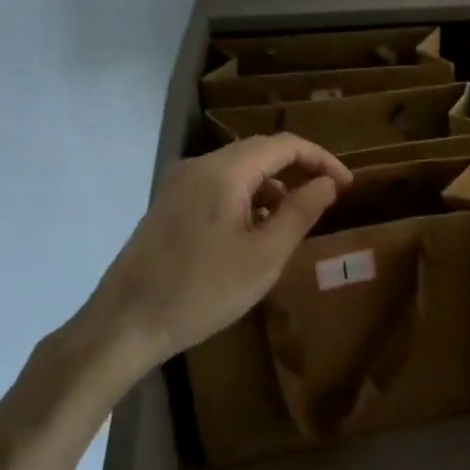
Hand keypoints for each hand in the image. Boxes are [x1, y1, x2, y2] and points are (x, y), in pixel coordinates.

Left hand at [84, 136, 352, 373]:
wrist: (123, 324)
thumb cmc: (202, 292)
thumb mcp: (264, 257)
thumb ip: (300, 213)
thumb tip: (327, 183)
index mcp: (225, 171)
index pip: (284, 145)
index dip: (321, 159)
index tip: (346, 185)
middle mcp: (199, 165)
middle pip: (260, 151)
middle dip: (298, 169)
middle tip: (327, 197)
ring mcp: (179, 183)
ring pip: (238, 169)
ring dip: (272, 184)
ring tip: (294, 219)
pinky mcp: (168, 204)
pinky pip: (217, 185)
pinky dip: (246, 197)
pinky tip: (254, 230)